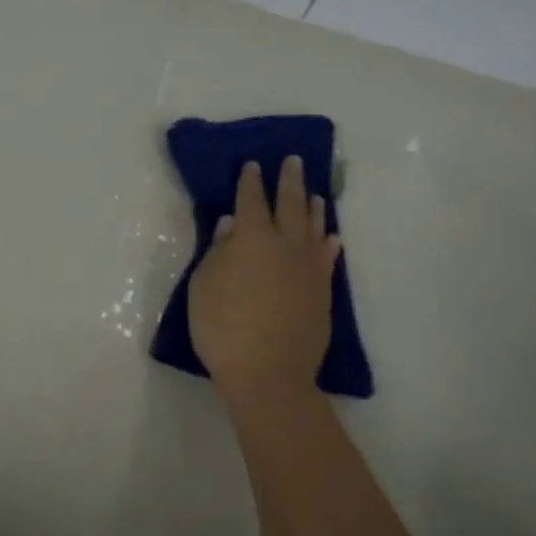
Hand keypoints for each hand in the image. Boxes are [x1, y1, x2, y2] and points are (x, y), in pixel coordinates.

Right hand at [189, 156, 340, 412]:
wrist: (268, 373)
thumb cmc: (223, 328)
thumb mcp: (204, 286)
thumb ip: (218, 251)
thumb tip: (231, 225)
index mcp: (252, 238)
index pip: (251, 200)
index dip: (250, 182)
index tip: (253, 165)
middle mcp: (285, 244)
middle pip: (290, 204)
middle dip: (289, 181)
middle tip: (293, 161)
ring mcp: (309, 268)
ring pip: (314, 227)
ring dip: (313, 206)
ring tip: (314, 192)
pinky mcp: (322, 291)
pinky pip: (327, 258)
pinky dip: (328, 243)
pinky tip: (331, 237)